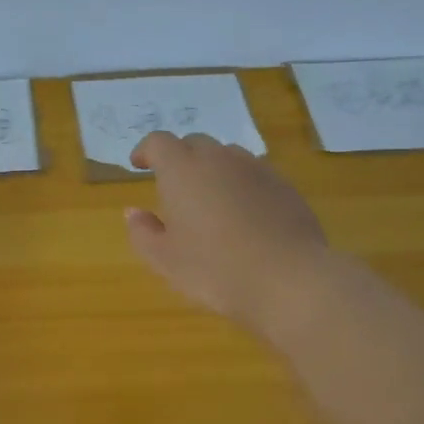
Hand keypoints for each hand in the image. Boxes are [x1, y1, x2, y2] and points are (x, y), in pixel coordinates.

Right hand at [124, 132, 329, 332]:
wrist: (289, 280)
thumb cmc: (215, 269)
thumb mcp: (164, 259)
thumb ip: (143, 232)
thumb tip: (134, 212)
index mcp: (182, 170)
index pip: (158, 142)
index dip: (146, 151)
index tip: (139, 166)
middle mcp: (219, 159)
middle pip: (194, 143)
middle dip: (180, 157)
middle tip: (173, 187)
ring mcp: (256, 170)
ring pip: (227, 156)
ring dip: (213, 169)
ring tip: (210, 200)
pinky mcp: (285, 187)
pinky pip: (254, 174)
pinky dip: (241, 185)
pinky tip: (244, 216)